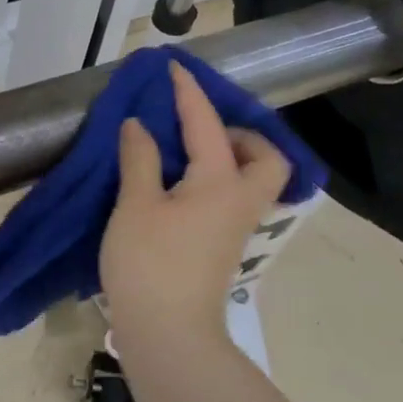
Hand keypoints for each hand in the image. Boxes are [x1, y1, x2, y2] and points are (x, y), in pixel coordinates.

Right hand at [100, 62, 291, 343]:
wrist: (169, 334)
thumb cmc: (149, 264)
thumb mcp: (134, 205)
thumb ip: (139, 159)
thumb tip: (140, 126)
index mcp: (219, 182)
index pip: (206, 124)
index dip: (189, 93)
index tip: (174, 67)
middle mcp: (239, 200)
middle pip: (267, 158)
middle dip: (243, 135)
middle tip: (201, 130)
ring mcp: (236, 227)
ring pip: (253, 181)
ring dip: (231, 158)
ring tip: (185, 155)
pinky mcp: (224, 247)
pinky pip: (233, 198)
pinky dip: (216, 180)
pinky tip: (180, 186)